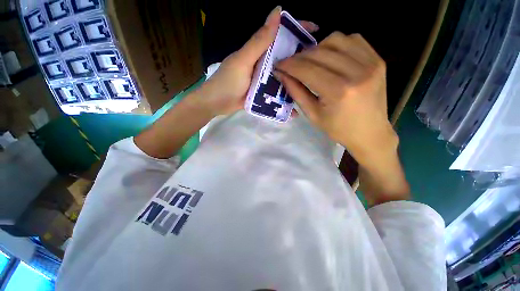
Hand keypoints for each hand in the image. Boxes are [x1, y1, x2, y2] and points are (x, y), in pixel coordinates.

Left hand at [198, 6, 318, 115]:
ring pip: (283, 76)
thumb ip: (259, 41)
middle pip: (285, 57)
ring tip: (311, 86)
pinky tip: (294, 105)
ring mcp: (264, 79)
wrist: (216, 103)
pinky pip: (276, 93)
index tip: (317, 31)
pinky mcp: (262, 93)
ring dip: (295, 80)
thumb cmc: (227, 81)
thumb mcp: (243, 61)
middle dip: (301, 58)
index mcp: (259, 51)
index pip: (281, 34)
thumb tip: (277, 12)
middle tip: (318, 64)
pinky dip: (284, 97)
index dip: (298, 29)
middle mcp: (263, 63)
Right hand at [274, 32, 396, 165]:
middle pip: (320, 52)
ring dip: (318, 48)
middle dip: (300, 57)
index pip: (307, 70)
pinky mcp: (378, 59)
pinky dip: (337, 45)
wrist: (370, 132)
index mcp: (338, 92)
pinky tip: (331, 57)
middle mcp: (357, 72)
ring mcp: (371, 63)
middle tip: (291, 65)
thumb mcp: (312, 115)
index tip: (278, 65)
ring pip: (336, 39)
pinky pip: (353, 39)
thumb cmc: (338, 129)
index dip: (289, 65)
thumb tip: (282, 74)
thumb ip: (297, 92)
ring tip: (311, 61)